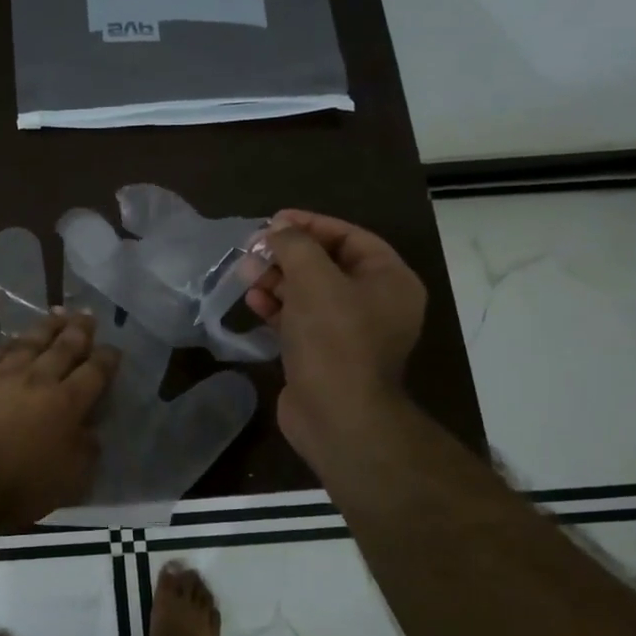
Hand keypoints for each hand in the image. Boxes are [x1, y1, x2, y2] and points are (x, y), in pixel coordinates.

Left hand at [0, 309, 120, 531]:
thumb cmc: (22, 487)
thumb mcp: (71, 478)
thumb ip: (86, 448)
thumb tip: (90, 430)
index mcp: (67, 403)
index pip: (95, 372)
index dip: (107, 358)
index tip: (113, 349)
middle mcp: (38, 379)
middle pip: (64, 347)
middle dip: (80, 330)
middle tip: (88, 315)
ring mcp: (4, 376)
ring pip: (30, 342)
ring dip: (47, 326)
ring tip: (57, 314)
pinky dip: (11, 343)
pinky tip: (16, 339)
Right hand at [245, 209, 426, 472]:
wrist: (336, 415)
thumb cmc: (333, 339)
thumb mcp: (314, 279)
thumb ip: (295, 246)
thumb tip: (278, 229)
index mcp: (390, 280)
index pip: (350, 237)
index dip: (311, 225)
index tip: (273, 221)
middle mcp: (375, 303)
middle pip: (327, 265)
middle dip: (288, 255)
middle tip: (252, 249)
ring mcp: (350, 332)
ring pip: (310, 294)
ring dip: (277, 281)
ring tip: (245, 273)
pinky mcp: (324, 355)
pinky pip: (300, 321)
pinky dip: (277, 309)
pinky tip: (252, 302)